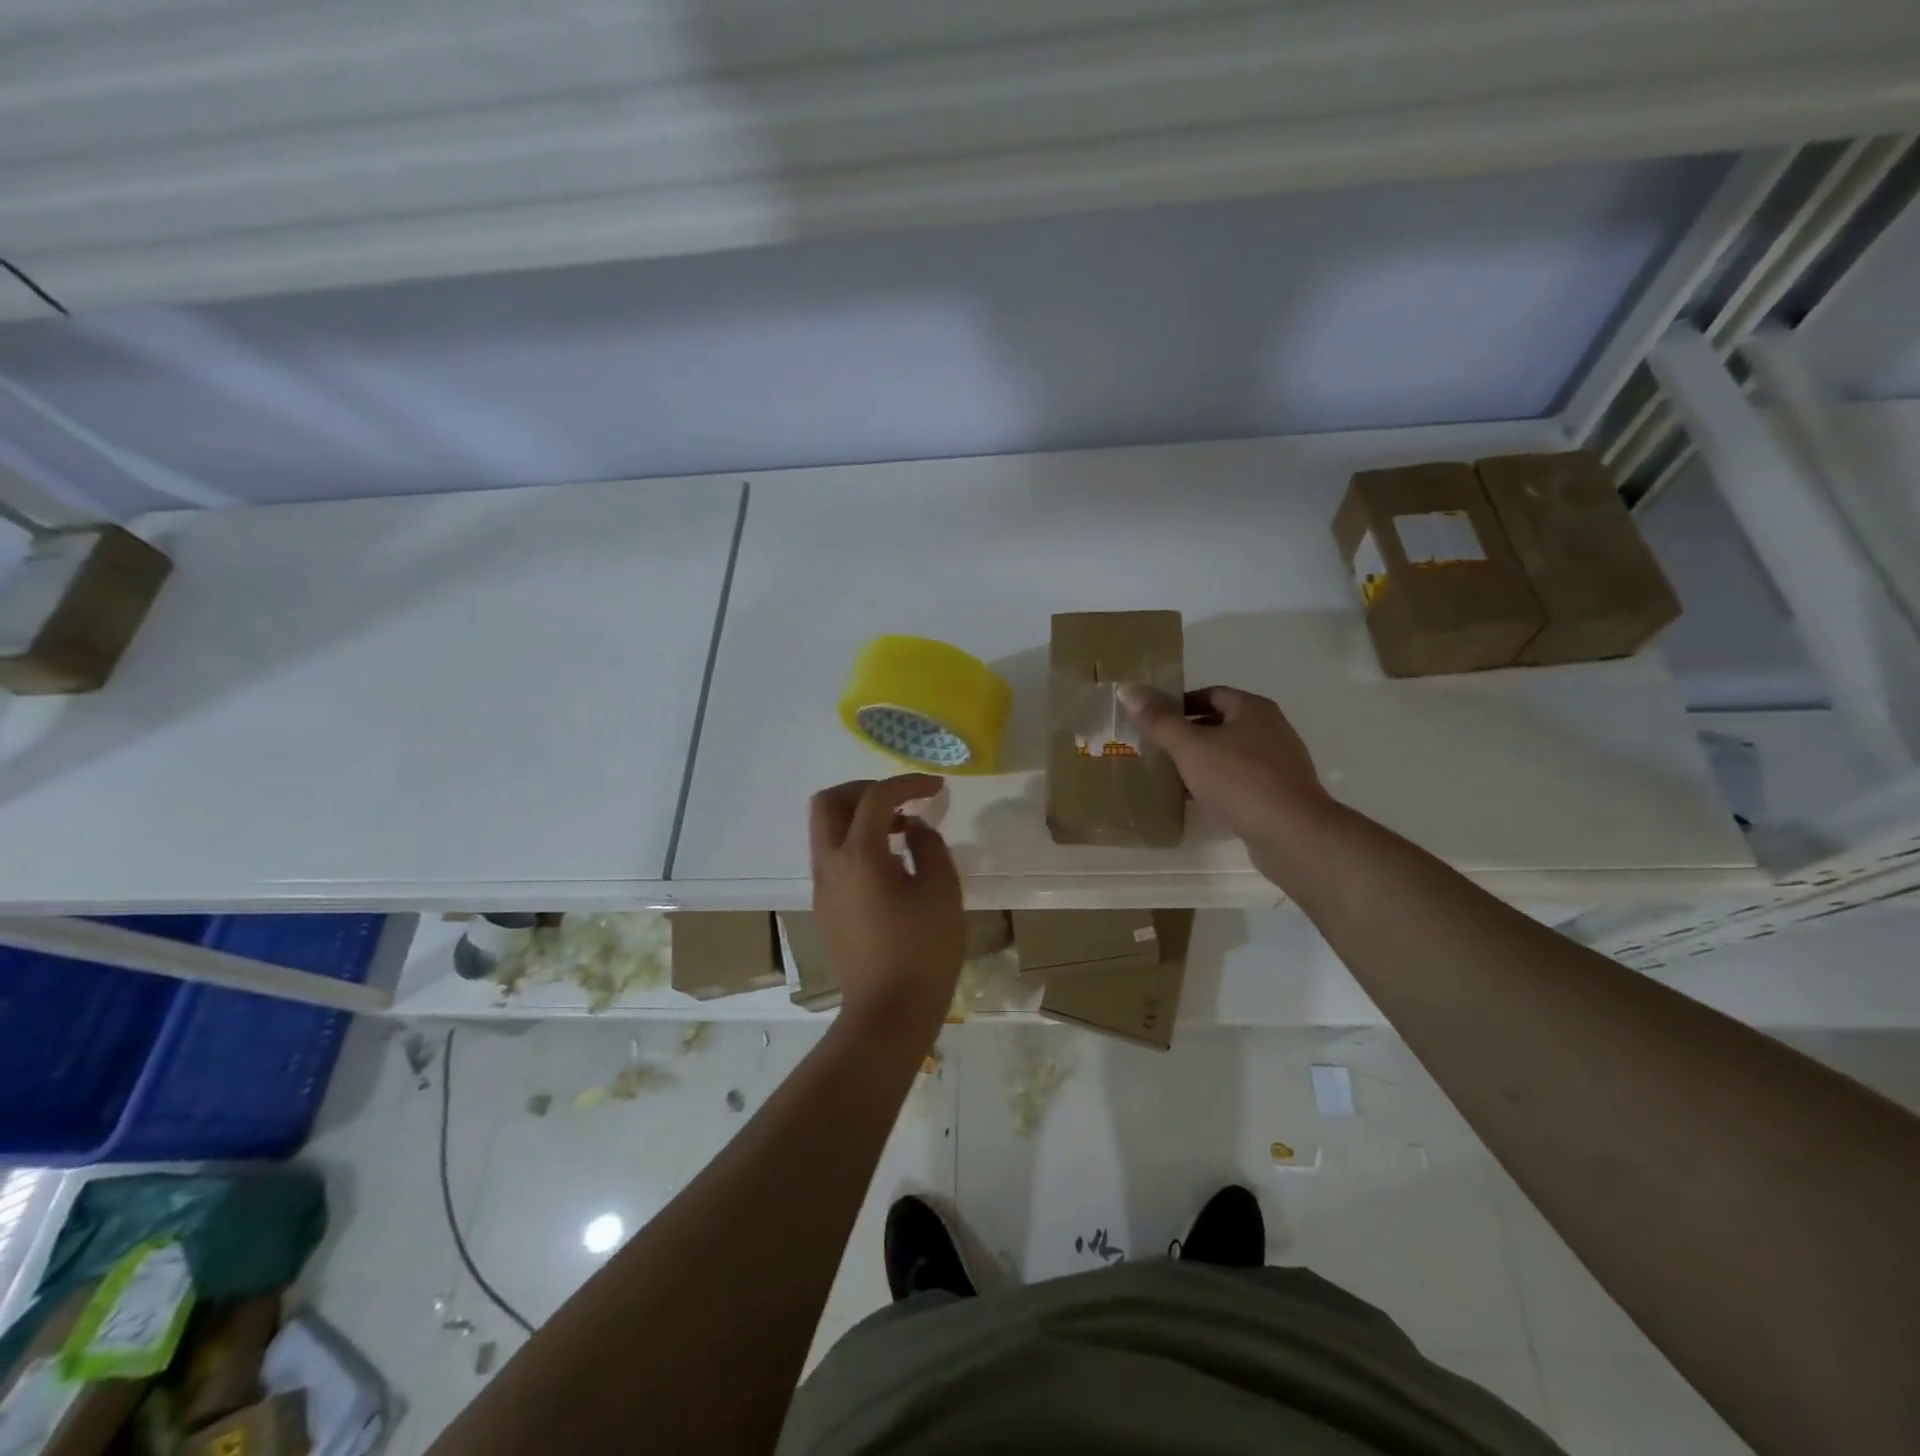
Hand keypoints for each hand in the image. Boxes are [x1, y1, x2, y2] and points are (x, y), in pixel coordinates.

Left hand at [808, 774, 964, 1046]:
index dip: (907, 783)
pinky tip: (891, 864)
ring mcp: (823, 888)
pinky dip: (856, 843)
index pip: (875, 798)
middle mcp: (830, 865)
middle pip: (828, 803)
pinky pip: (833, 857)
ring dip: (859, 817)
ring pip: (826, 830)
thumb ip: (930, 846)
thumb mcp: (942, 890)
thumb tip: (913, 828)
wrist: (888, 1013)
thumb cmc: (923, 950)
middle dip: (864, 790)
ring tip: (902, 831)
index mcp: (859, 856)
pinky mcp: (826, 908)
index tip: (936, 788)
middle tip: (900, 800)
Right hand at [1119, 684, 1334, 871]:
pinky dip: (1218, 785)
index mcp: (1253, 709)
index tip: (1153, 721)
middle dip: (1188, 735)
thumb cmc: (1239, 780)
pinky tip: (1198, 800)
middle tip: (1156, 749)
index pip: (1210, 694)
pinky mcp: (1280, 794)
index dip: (1179, 704)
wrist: (1291, 833)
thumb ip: (1159, 720)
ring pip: (1230, 754)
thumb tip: (1128, 689)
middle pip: (1221, 723)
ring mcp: (1279, 763)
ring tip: (1170, 776)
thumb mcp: (1190, 747)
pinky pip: (1241, 781)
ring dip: (1202, 762)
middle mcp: (1271, 729)